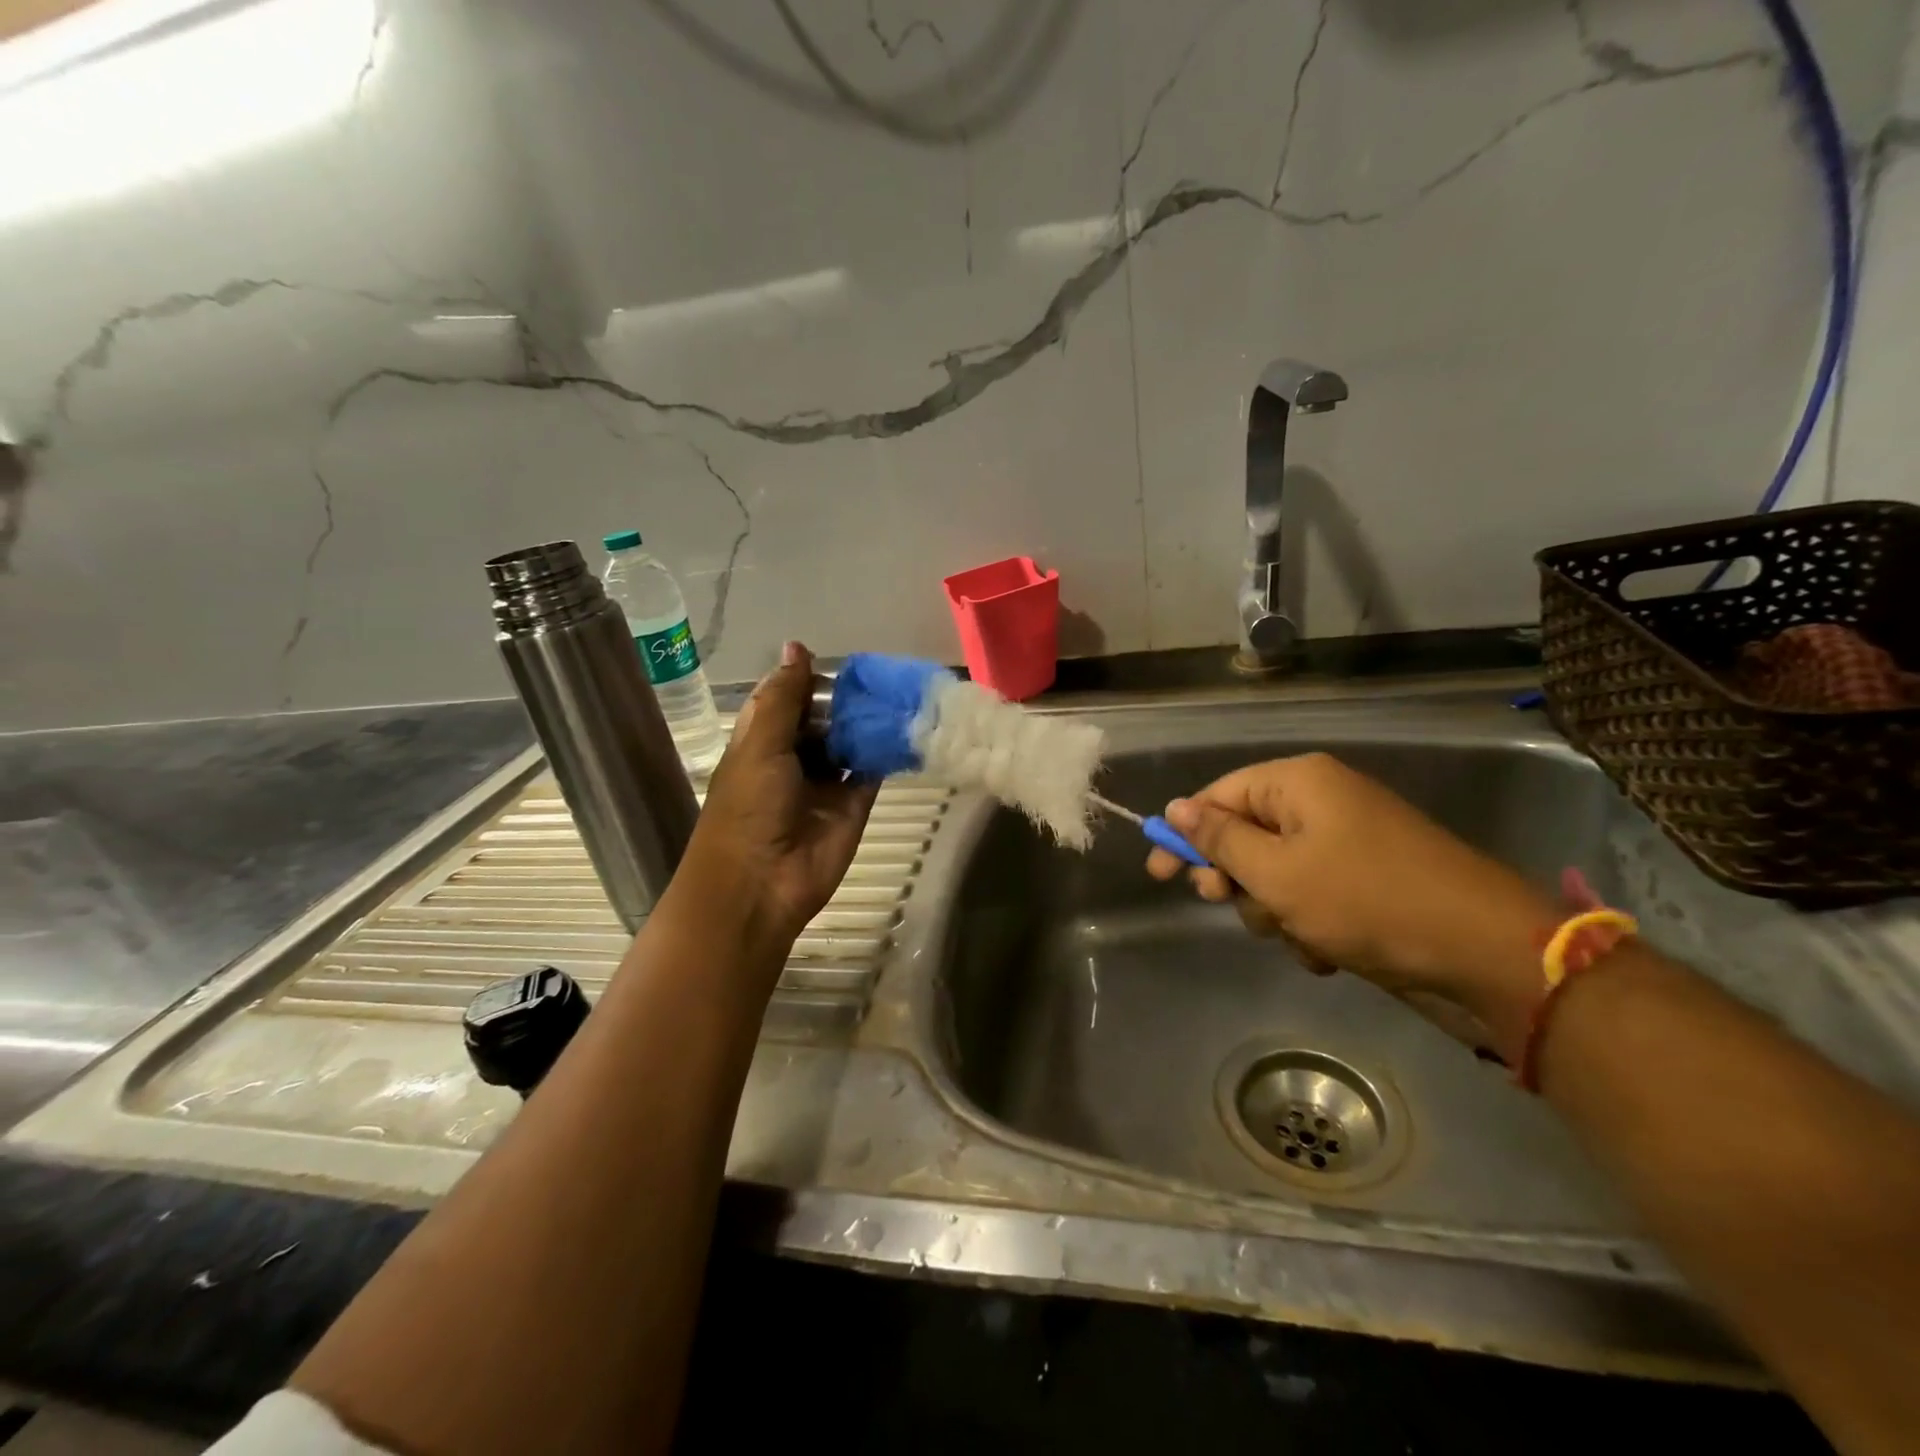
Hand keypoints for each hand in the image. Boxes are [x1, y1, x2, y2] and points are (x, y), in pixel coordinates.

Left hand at [675, 641, 877, 948]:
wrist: (760, 884)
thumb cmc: (749, 808)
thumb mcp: (760, 744)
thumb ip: (784, 697)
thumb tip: (797, 645)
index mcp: (761, 741)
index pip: (785, 699)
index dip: (806, 679)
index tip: (837, 659)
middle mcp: (793, 758)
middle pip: (823, 719)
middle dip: (845, 699)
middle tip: (880, 673)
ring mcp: (825, 783)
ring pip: (850, 743)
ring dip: (867, 722)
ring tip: (899, 691)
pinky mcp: (853, 805)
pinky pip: (872, 772)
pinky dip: (886, 752)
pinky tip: (906, 726)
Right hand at [1146, 753, 1556, 1061]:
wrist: (1484, 953)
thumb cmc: (1365, 900)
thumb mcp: (1276, 871)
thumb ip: (1219, 839)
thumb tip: (1176, 806)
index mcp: (1298, 783)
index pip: (1219, 795)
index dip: (1185, 834)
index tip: (1159, 874)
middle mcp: (1322, 803)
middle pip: (1245, 834)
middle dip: (1236, 878)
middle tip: (1230, 903)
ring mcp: (1348, 842)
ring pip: (1275, 874)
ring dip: (1274, 909)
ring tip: (1300, 934)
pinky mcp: (1368, 880)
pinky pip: (1312, 895)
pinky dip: (1309, 924)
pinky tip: (1327, 951)